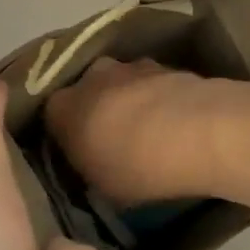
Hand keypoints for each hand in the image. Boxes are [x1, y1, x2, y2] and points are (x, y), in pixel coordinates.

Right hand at [43, 56, 224, 206]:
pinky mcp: (166, 64)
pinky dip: (156, 96)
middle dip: (97, 108)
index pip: (52, 114)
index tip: (78, 150)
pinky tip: (171, 118)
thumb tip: (91, 157)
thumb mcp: (99, 185)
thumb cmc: (136, 167)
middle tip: (112, 137)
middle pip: (88, 90)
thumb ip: (87, 164)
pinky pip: (151, 82)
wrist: (196, 131)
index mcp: (64, 106)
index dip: (65, 132)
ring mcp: (132, 65)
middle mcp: (93, 76)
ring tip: (148, 128)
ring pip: (121, 83)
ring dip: (129, 99)